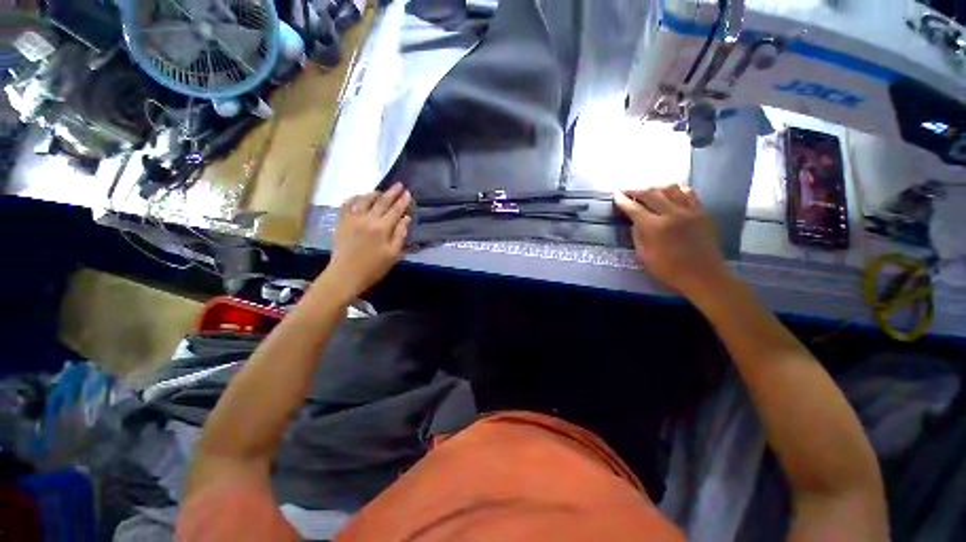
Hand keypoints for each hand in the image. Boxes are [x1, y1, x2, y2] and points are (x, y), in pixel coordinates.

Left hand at [326, 183, 411, 298]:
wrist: (346, 275)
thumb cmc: (374, 268)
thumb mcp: (393, 254)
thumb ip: (400, 235)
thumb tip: (406, 218)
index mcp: (383, 228)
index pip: (395, 210)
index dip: (403, 201)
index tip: (408, 193)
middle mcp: (368, 219)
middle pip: (382, 202)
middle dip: (392, 192)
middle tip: (399, 185)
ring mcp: (353, 219)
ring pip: (365, 200)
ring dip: (374, 194)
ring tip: (381, 191)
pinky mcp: (342, 222)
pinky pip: (346, 205)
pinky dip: (353, 198)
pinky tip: (358, 196)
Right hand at [614, 185, 732, 299]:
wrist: (703, 275)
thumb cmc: (669, 270)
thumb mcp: (644, 256)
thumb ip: (637, 236)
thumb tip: (634, 222)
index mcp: (655, 227)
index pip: (634, 208)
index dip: (623, 201)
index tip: (616, 195)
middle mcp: (671, 213)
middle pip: (650, 193)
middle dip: (635, 190)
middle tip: (626, 190)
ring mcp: (689, 210)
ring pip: (670, 188)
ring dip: (655, 187)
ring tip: (648, 191)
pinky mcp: (702, 212)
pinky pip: (688, 193)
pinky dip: (676, 190)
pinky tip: (671, 192)